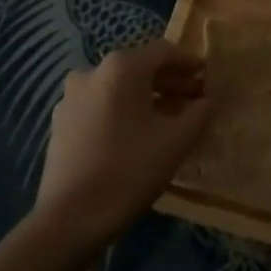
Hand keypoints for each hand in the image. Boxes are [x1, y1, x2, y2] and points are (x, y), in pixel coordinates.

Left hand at [32, 39, 208, 250]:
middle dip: (170, 82)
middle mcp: (93, 72)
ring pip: (119, 88)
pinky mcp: (61, 122)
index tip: (208, 79)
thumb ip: (201, 112)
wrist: (70, 219)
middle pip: (141, 67)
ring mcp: (72, 97)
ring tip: (170, 120)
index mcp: (121, 67)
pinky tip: (138, 136)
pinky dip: (124, 111)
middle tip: (195, 101)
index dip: (190, 63)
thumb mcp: (177, 140)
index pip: (165, 51)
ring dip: (147, 98)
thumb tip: (209, 99)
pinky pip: (101, 105)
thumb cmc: (129, 170)